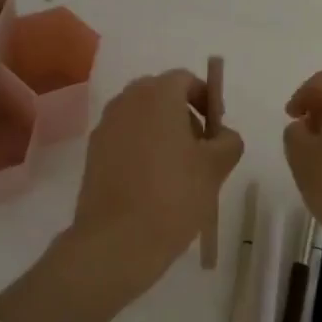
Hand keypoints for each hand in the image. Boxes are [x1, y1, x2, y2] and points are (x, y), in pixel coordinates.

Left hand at [63, 69, 244, 308]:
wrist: (116, 241)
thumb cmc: (173, 196)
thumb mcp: (216, 167)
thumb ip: (228, 140)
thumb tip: (222, 135)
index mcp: (157, 95)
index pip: (185, 80)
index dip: (206, 98)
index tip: (216, 129)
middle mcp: (126, 101)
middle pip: (161, 95)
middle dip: (184, 115)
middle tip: (201, 149)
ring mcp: (105, 127)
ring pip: (141, 117)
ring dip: (162, 132)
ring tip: (179, 171)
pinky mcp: (93, 153)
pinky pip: (124, 138)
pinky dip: (141, 149)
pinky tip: (153, 184)